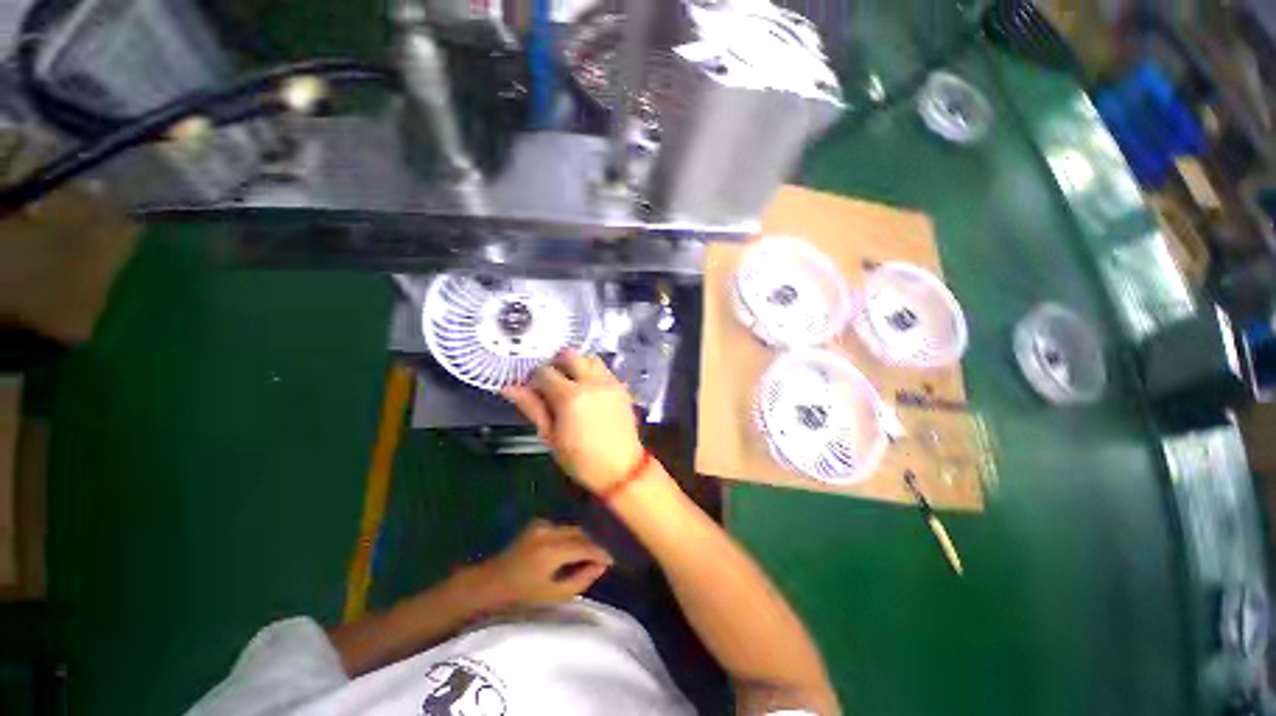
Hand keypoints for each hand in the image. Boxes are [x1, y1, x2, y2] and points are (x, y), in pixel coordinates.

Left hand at [471, 520, 613, 607]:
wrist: (490, 582)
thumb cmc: (521, 595)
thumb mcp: (554, 595)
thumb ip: (581, 580)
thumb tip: (601, 567)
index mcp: (552, 551)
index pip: (585, 547)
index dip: (601, 553)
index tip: (611, 561)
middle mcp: (549, 531)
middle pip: (580, 533)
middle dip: (592, 545)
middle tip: (600, 560)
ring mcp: (541, 524)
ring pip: (572, 528)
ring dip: (581, 540)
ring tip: (586, 556)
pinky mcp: (536, 522)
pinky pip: (561, 527)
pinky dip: (568, 536)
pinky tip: (568, 550)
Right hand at [502, 350, 644, 492]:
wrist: (621, 468)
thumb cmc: (581, 459)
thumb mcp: (550, 436)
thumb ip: (532, 407)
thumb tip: (509, 388)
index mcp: (569, 396)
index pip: (544, 372)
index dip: (534, 379)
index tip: (533, 390)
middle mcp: (591, 382)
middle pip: (568, 355)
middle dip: (555, 364)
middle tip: (551, 382)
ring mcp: (609, 382)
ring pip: (589, 358)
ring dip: (576, 364)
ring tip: (570, 383)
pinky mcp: (621, 387)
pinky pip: (604, 369)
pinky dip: (592, 372)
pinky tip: (588, 390)